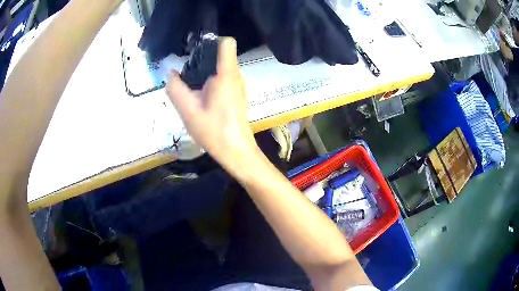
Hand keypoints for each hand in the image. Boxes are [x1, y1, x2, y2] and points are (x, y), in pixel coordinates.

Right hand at [166, 37, 259, 173]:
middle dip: (201, 60)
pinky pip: (223, 79)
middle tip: (185, 74)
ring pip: (220, 68)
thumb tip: (170, 73)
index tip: (194, 50)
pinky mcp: (238, 94)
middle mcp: (236, 75)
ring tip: (191, 87)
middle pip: (219, 55)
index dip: (211, 41)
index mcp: (226, 74)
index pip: (226, 43)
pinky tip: (201, 98)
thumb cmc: (213, 131)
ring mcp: (239, 85)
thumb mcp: (188, 111)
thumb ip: (175, 89)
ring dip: (204, 73)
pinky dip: (211, 82)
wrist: (236, 151)